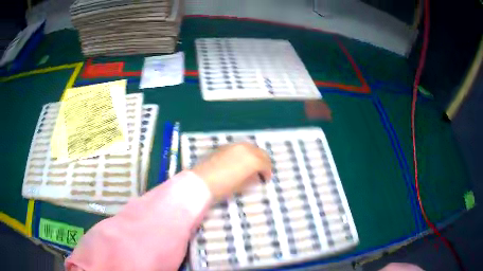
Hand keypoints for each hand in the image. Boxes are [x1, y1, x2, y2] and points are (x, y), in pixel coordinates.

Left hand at [192, 142, 271, 200]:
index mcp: (253, 160)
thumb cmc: (223, 187)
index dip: (267, 172)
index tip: (265, 179)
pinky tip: (239, 162)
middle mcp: (245, 149)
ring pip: (250, 147)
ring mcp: (234, 146)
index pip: (266, 163)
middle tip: (261, 171)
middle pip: (260, 152)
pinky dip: (244, 153)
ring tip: (251, 166)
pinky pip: (239, 147)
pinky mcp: (224, 146)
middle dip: (263, 161)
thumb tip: (256, 175)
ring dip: (254, 155)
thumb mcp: (242, 185)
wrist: (201, 182)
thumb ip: (252, 178)